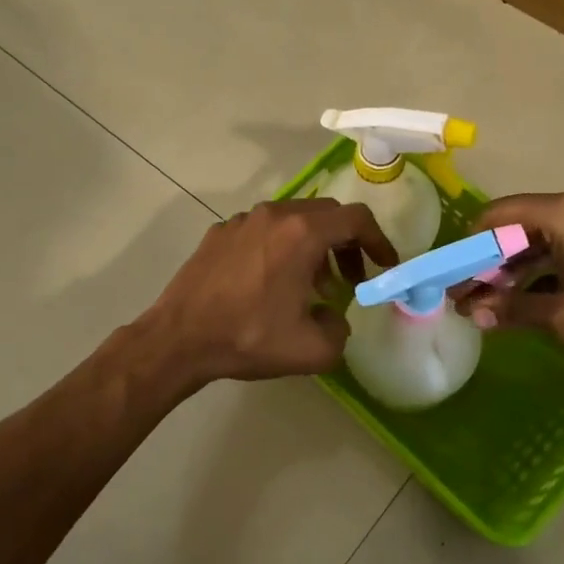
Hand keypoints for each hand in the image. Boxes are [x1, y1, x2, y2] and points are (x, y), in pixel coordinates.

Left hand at [139, 198, 396, 386]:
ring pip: (293, 219)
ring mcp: (243, 220)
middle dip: (347, 244)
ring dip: (313, 246)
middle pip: (327, 214)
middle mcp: (275, 215)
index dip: (378, 241)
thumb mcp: (311, 349)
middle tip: (350, 280)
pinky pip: (263, 229)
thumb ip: (340, 331)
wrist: (179, 338)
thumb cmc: (248, 338)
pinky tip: (270, 282)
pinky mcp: (220, 232)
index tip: (384, 266)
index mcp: (302, 233)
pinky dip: (281, 247)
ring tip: (311, 286)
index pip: (356, 219)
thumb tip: (334, 318)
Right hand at [453, 192, 563, 372]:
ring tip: (485, 307)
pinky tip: (519, 304)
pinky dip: (538, 275)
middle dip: (487, 264)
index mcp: (562, 214)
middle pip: (515, 229)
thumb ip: (513, 309)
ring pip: (537, 243)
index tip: (450, 277)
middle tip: (463, 298)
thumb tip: (473, 314)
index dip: (468, 247)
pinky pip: (560, 253)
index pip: (496, 217)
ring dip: (511, 273)